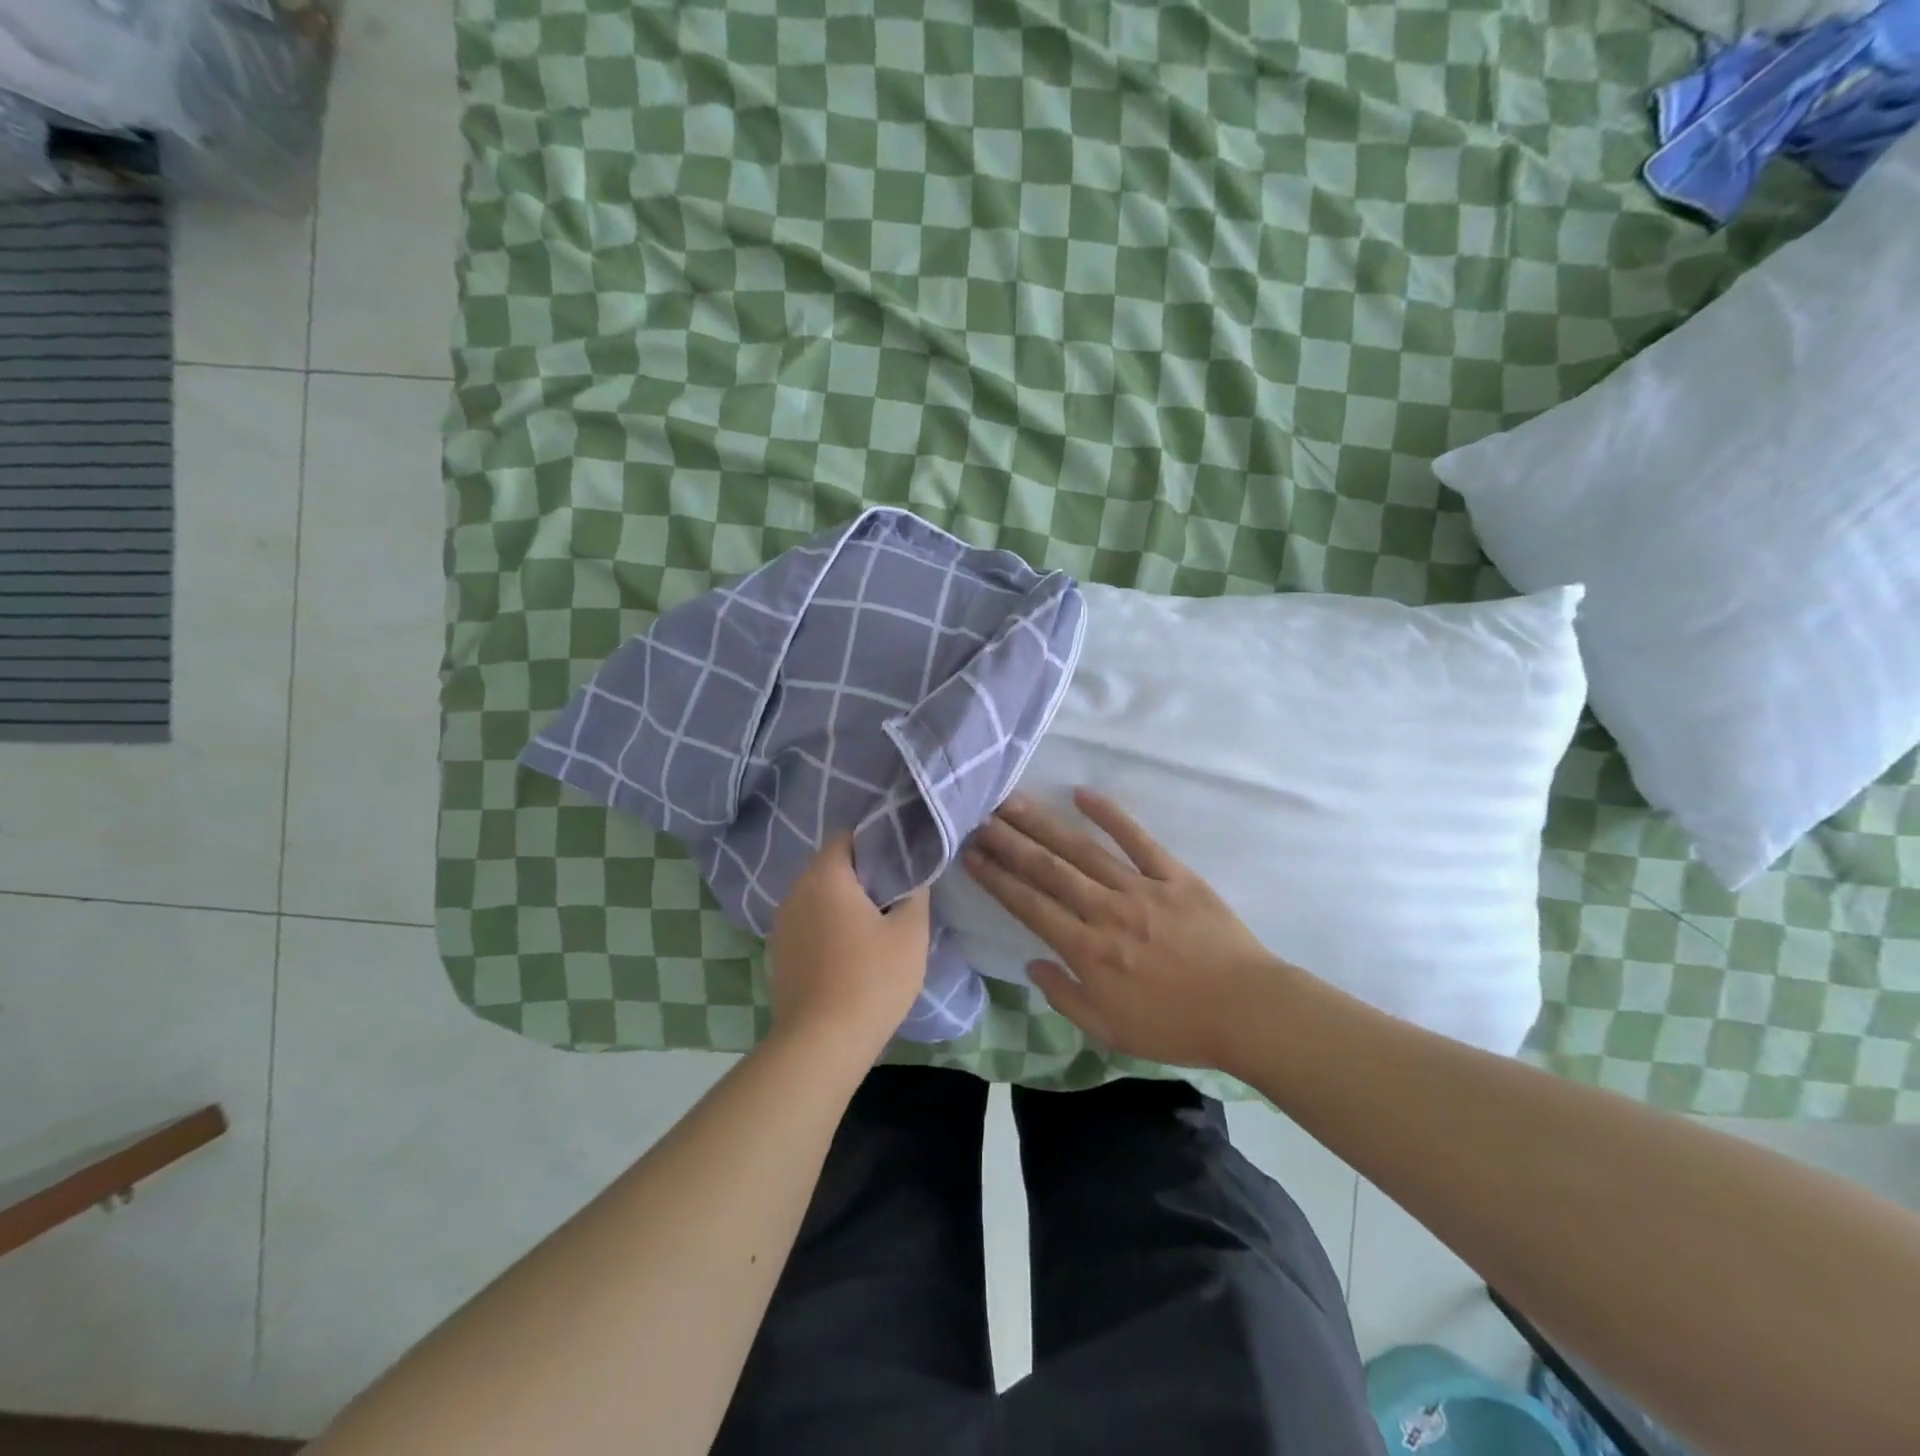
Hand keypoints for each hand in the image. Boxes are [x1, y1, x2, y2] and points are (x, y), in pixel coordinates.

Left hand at [769, 834, 931, 1057]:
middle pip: (830, 866)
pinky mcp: (778, 953)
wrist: (822, 1043)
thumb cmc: (872, 979)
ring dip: (843, 902)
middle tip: (895, 892)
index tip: (901, 859)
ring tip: (875, 923)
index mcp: (825, 876)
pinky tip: (850, 951)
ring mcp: (782, 924)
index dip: (876, 841)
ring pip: (818, 896)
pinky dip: (828, 926)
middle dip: (862, 874)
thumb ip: (916, 893)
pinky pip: (808, 923)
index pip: (847, 837)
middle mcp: (796, 891)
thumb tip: (914, 876)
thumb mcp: (911, 932)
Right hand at [963, 790, 1286, 1067]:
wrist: (1247, 1012)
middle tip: (978, 818)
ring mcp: (1140, 888)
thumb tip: (1032, 963)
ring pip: (1081, 850)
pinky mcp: (1174, 875)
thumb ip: (1065, 996)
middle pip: (1048, 869)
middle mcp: (1105, 911)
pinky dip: (1110, 815)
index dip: (997, 879)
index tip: (971, 855)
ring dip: (1043, 824)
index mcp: (1087, 951)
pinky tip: (1083, 794)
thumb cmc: (1176, 1027)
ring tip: (1011, 802)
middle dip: (1009, 842)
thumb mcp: (1110, 1031)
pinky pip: (1137, 839)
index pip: (1030, 906)